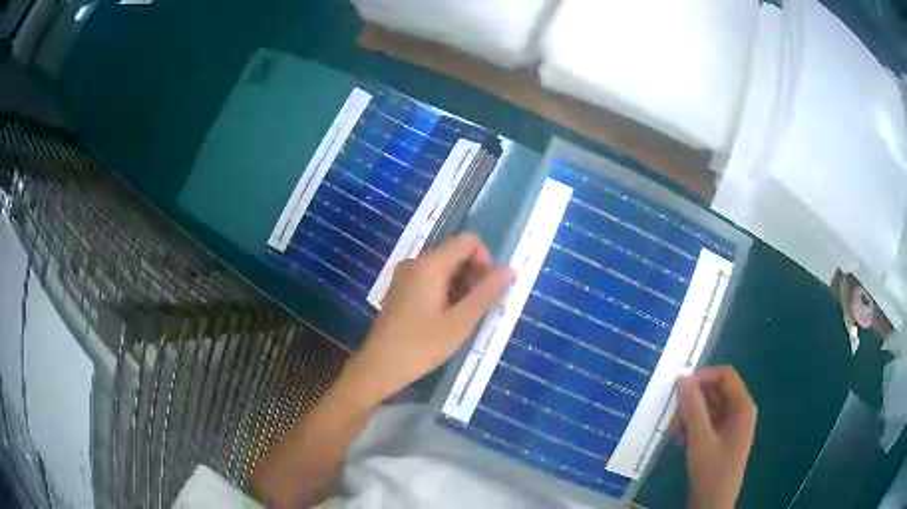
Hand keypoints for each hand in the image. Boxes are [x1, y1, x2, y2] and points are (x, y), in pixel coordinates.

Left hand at [345, 233, 514, 405]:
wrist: (379, 366)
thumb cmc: (421, 345)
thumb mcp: (460, 322)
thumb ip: (487, 293)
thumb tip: (510, 269)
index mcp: (430, 264)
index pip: (468, 241)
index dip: (486, 261)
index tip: (487, 291)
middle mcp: (416, 262)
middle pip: (456, 253)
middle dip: (474, 275)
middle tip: (478, 309)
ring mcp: (405, 276)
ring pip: (444, 268)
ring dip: (461, 286)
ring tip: (463, 317)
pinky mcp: (401, 290)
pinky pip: (430, 279)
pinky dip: (446, 291)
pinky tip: (446, 318)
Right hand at [669, 366, 757, 508]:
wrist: (713, 503)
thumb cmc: (712, 470)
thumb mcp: (700, 439)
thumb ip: (693, 408)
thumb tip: (682, 378)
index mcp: (743, 406)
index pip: (724, 375)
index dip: (702, 377)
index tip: (678, 392)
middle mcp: (739, 410)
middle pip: (715, 390)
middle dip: (692, 402)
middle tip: (672, 420)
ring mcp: (731, 425)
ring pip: (708, 407)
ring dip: (689, 416)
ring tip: (674, 434)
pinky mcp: (722, 437)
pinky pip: (706, 421)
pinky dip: (692, 427)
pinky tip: (680, 442)